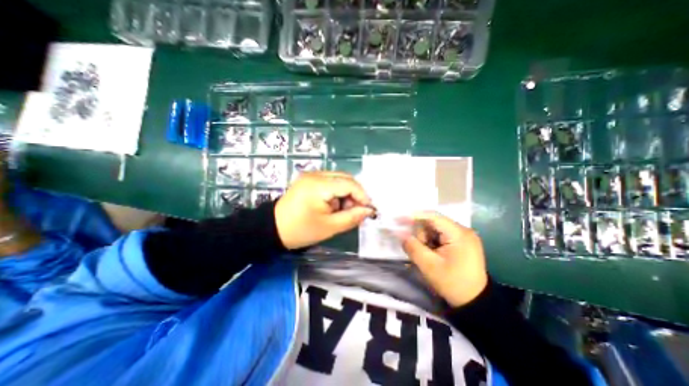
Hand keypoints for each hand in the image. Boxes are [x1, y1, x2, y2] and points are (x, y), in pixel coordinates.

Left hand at [274, 171, 373, 249]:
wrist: (273, 229)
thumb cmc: (301, 230)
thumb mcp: (329, 227)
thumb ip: (352, 217)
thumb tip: (368, 211)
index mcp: (319, 185)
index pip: (349, 183)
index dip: (362, 196)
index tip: (369, 210)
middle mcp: (315, 174)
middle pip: (345, 178)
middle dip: (355, 194)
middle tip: (355, 211)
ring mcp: (311, 175)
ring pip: (339, 179)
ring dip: (346, 193)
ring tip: (342, 210)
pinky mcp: (309, 179)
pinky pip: (330, 181)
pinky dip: (337, 192)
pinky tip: (333, 205)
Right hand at [399, 214, 489, 306]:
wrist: (475, 302)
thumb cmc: (452, 283)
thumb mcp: (429, 266)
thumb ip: (412, 247)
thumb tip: (400, 233)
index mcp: (459, 234)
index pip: (433, 216)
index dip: (414, 216)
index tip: (399, 219)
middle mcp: (463, 230)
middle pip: (434, 223)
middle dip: (422, 234)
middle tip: (418, 249)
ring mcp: (463, 236)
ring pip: (436, 229)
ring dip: (426, 239)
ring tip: (427, 255)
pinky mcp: (462, 242)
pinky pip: (440, 235)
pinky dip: (432, 242)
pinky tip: (432, 253)